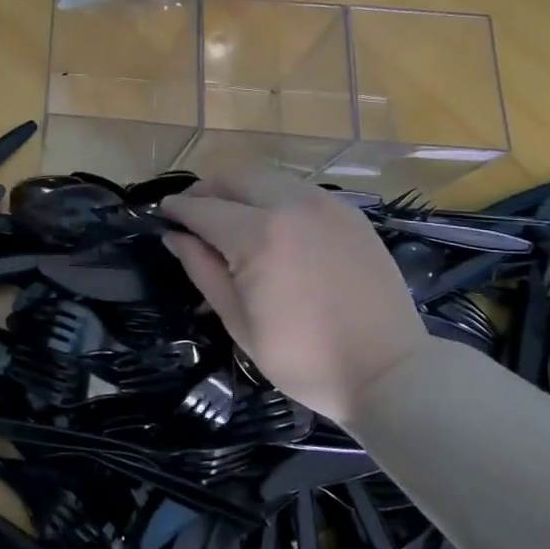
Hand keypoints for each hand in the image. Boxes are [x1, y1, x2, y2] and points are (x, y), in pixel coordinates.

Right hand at [162, 169, 428, 428]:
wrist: (388, 372)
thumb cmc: (303, 358)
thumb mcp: (239, 321)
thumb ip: (203, 270)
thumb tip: (175, 237)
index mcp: (257, 236)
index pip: (203, 208)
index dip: (177, 209)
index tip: (162, 213)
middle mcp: (290, 205)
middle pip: (235, 176)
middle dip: (207, 189)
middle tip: (194, 213)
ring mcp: (325, 205)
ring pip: (268, 176)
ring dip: (241, 188)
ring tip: (230, 215)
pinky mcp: (349, 213)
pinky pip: (299, 189)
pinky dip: (274, 195)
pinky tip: (272, 223)